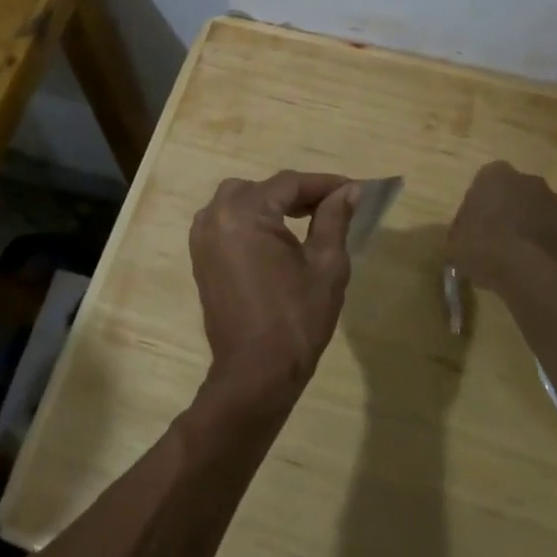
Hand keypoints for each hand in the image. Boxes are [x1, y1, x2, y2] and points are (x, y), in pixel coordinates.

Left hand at [190, 171, 360, 402]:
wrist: (255, 373)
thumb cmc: (296, 318)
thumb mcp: (326, 264)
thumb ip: (334, 219)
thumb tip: (350, 190)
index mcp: (243, 214)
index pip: (289, 183)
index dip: (324, 184)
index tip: (355, 189)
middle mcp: (215, 217)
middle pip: (262, 188)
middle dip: (297, 193)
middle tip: (332, 207)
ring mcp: (202, 238)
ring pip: (240, 201)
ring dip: (272, 204)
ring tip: (307, 219)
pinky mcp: (201, 258)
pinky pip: (227, 222)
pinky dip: (251, 220)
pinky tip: (278, 238)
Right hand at [446, 161, 556, 293]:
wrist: (526, 271)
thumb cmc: (481, 247)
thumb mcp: (454, 241)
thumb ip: (461, 231)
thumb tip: (463, 236)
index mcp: (495, 175)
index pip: (487, 181)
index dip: (483, 202)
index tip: (479, 223)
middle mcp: (529, 179)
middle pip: (518, 192)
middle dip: (512, 209)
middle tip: (501, 237)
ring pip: (542, 210)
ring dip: (534, 225)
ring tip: (522, 255)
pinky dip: (552, 243)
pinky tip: (540, 264)